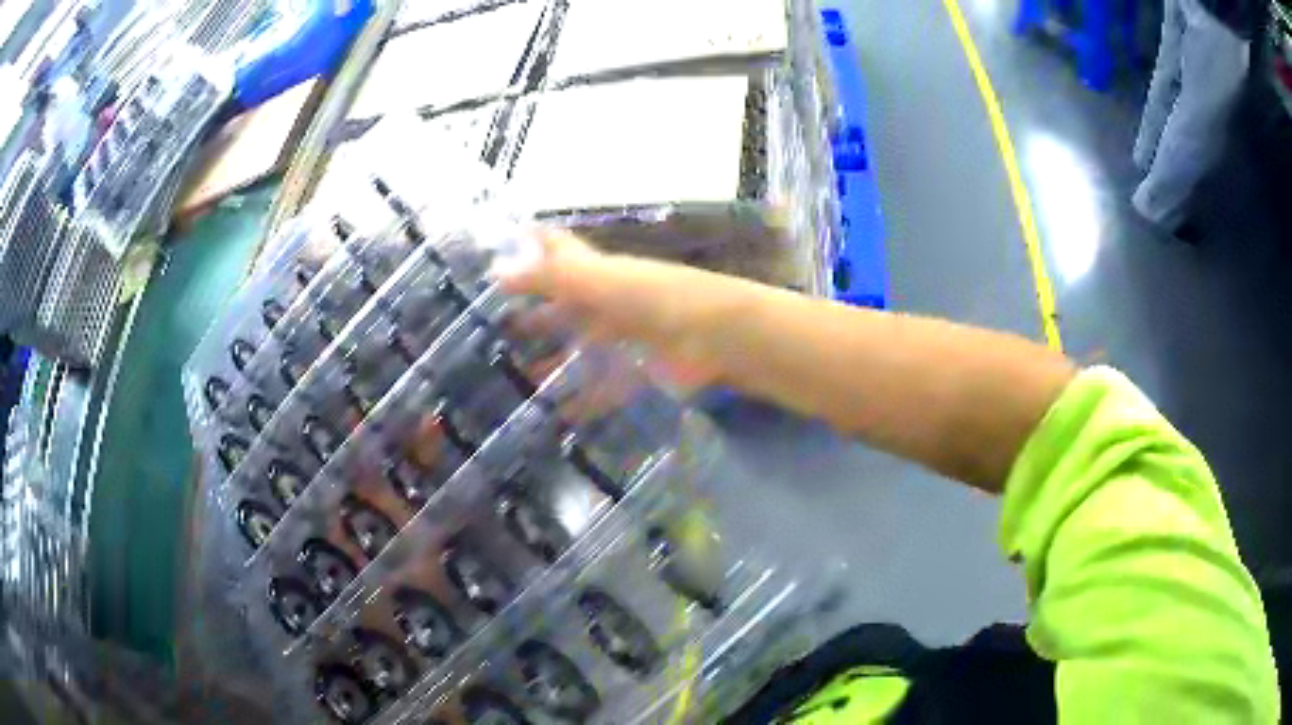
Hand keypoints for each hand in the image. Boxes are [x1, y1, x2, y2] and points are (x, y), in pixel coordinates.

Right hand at [495, 227, 726, 389]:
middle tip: (494, 330)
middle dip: (534, 314)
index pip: (558, 250)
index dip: (530, 246)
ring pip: (581, 348)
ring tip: (516, 378)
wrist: (719, 338)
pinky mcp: (639, 373)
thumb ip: (551, 277)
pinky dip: (583, 400)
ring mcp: (625, 339)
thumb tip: (495, 269)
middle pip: (565, 304)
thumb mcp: (599, 282)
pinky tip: (559, 415)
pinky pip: (603, 387)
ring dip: (553, 361)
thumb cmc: (656, 300)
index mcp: (599, 273)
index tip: (495, 253)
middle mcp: (609, 301)